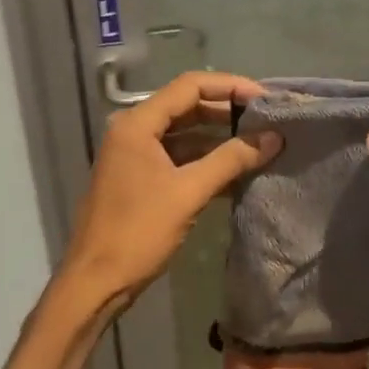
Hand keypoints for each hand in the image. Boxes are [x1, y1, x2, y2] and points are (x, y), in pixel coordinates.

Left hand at [57, 72, 282, 313]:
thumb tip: (273, 137)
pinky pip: (177, 157)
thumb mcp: (189, 192)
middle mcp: (133, 130)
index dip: (230, 86)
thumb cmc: (138, 232)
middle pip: (186, 106)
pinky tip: (236, 170)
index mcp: (137, 123)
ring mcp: (134, 154)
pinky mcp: (139, 177)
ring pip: (183, 133)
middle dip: (227, 111)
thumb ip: (231, 160)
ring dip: (218, 137)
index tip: (264, 98)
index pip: (189, 86)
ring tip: (258, 142)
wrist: (95, 282)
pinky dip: (204, 160)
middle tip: (266, 119)